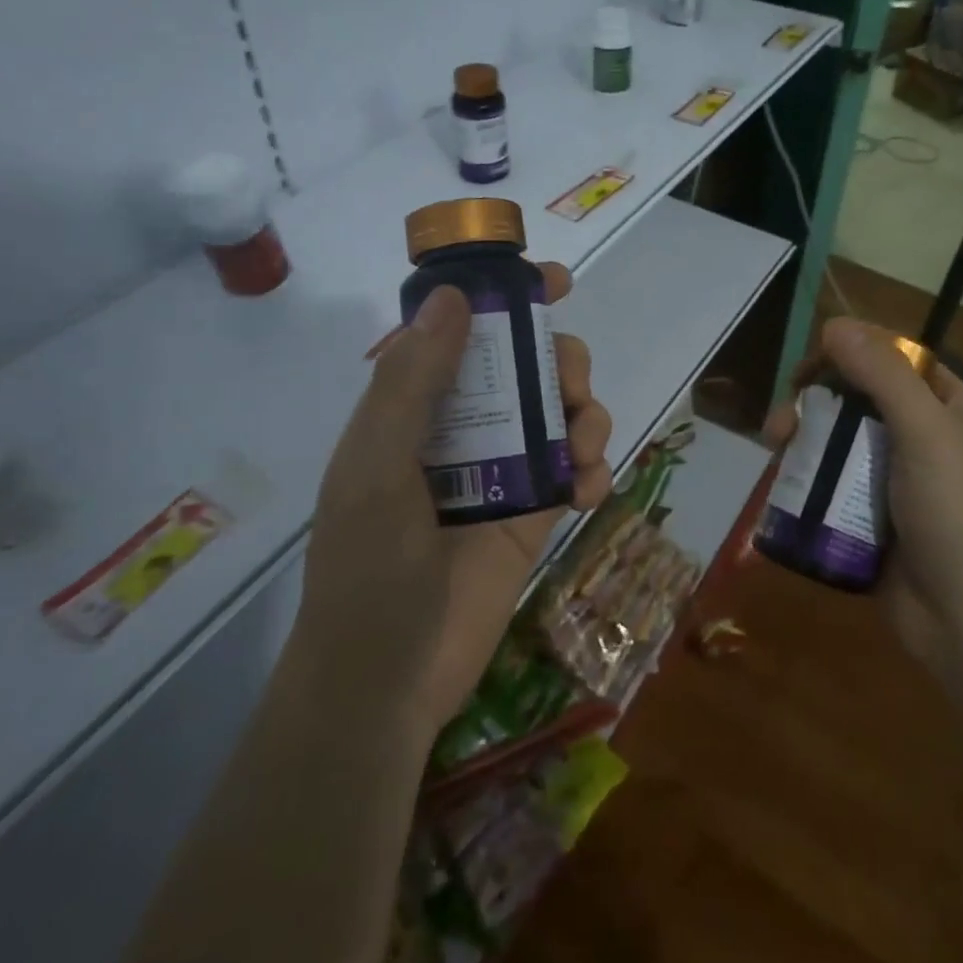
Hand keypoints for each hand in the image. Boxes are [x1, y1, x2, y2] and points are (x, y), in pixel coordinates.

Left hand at [292, 264, 612, 741]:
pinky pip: (576, 470)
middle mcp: (461, 428)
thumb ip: (411, 382)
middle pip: (525, 366)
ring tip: (583, 447)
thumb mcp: (376, 466)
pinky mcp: (533, 512)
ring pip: (559, 412)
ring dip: (586, 414)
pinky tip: (589, 491)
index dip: (504, 298)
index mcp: (413, 407)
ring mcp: (501, 470)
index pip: (460, 331)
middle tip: (569, 382)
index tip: (553, 282)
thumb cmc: (368, 567)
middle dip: (559, 360)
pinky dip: (594, 469)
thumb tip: (449, 295)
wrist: (388, 680)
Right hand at [764, 317, 962, 674]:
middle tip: (780, 421)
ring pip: (835, 440)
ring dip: (800, 438)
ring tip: (773, 450)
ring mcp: (890, 479)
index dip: (850, 354)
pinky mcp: (866, 515)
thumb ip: (883, 375)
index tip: (811, 368)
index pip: (893, 360)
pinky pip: (828, 481)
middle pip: (855, 399)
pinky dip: (803, 475)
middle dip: (813, 402)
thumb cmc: (955, 515)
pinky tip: (779, 479)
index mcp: (947, 409)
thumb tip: (834, 324)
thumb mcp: (927, 433)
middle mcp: (919, 437)